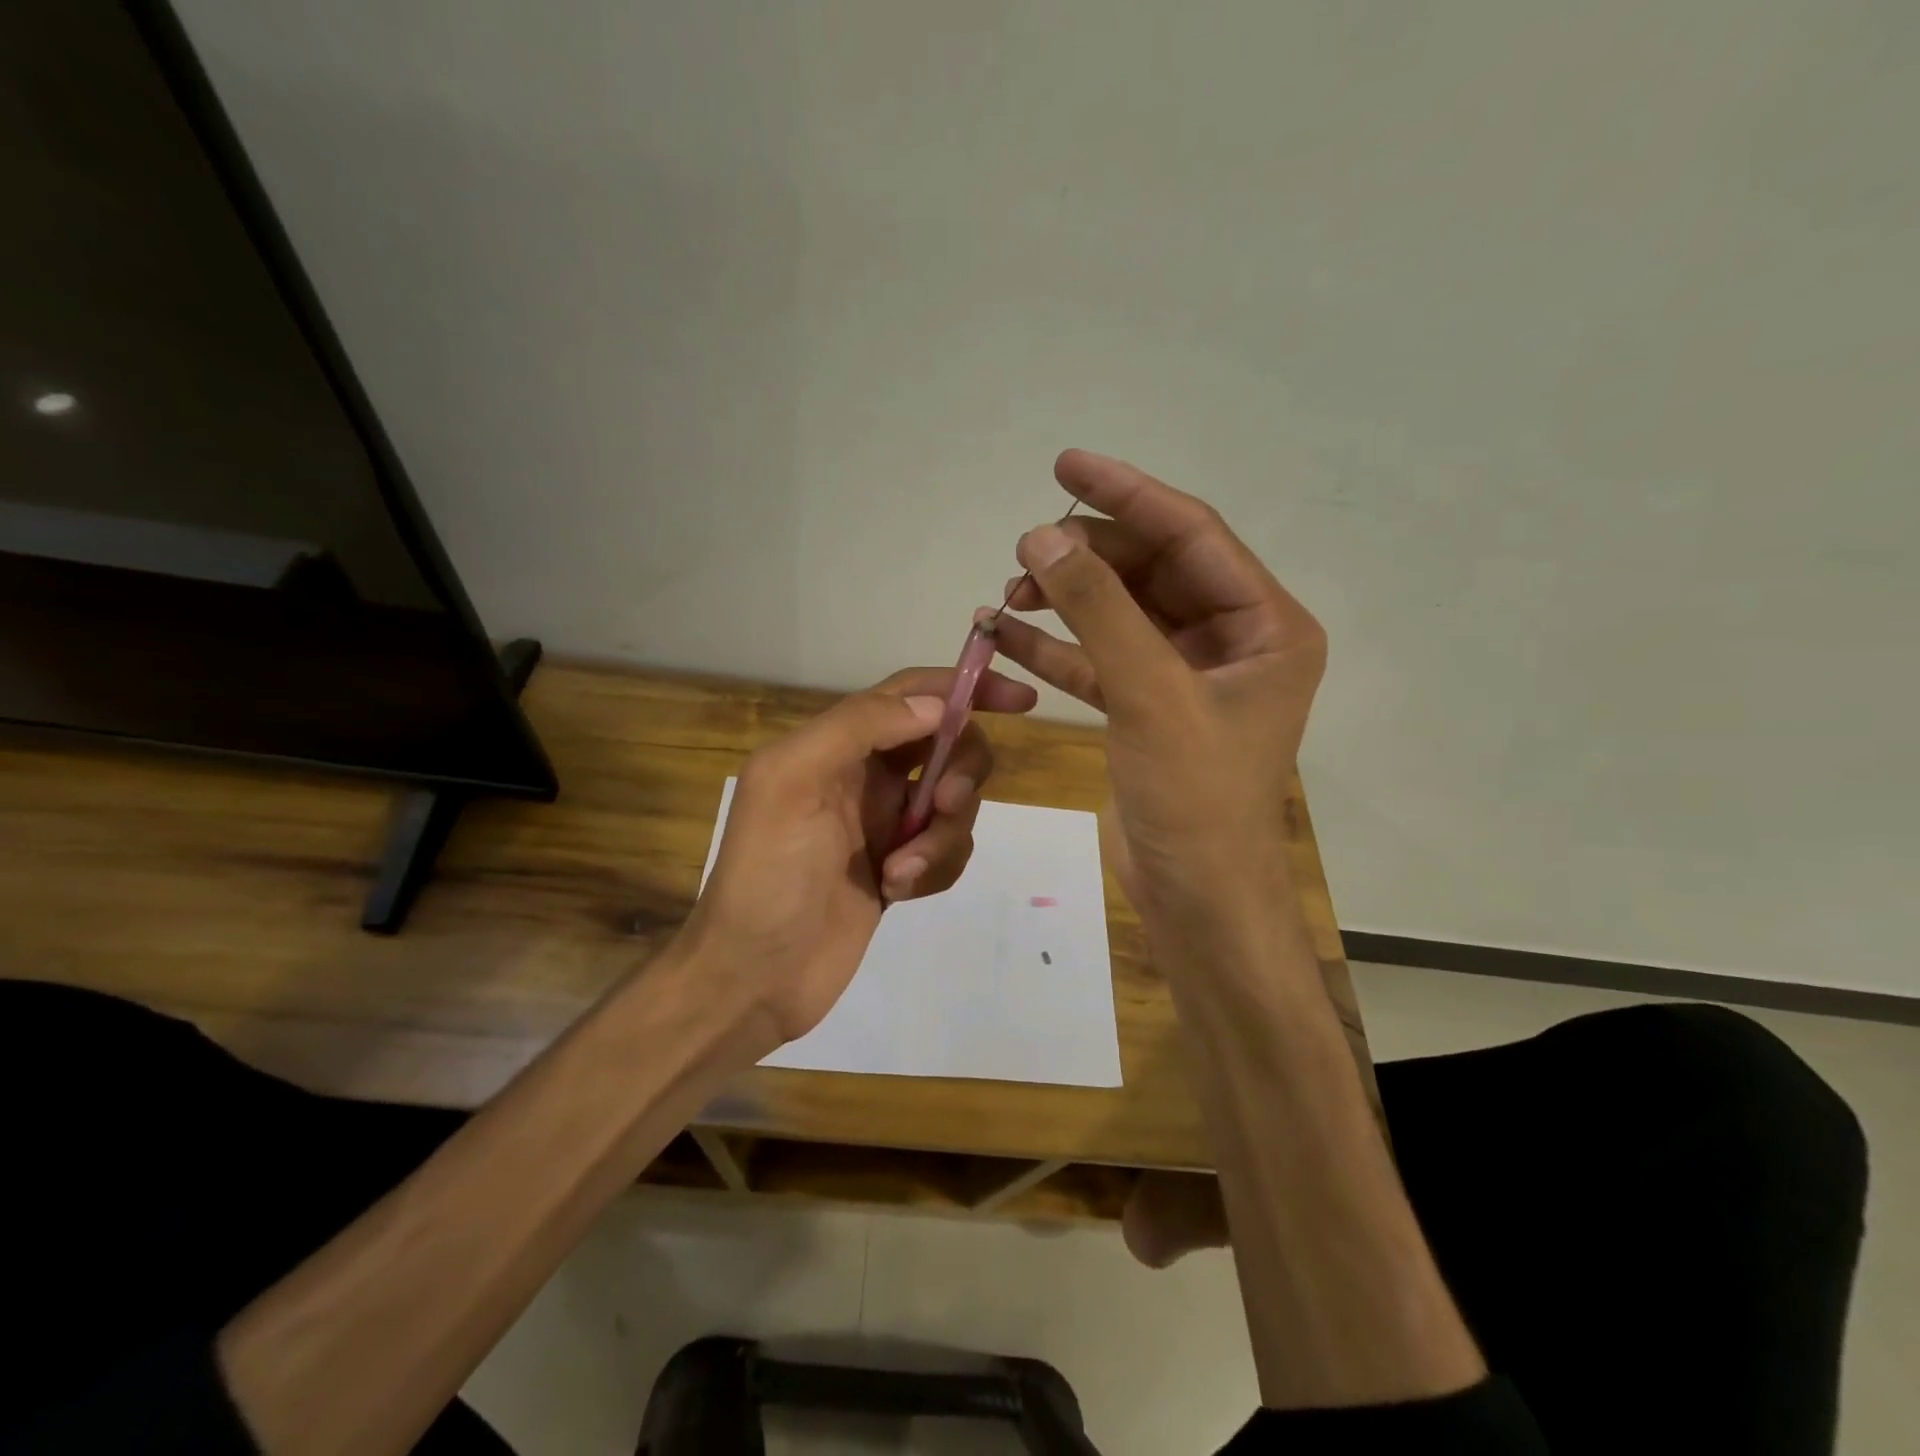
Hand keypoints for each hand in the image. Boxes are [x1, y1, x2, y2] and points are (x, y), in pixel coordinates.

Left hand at [687, 666, 1036, 1044]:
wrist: (755, 975)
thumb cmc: (767, 873)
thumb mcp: (793, 781)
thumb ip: (859, 726)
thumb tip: (935, 705)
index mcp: (837, 744)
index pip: (913, 695)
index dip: (967, 688)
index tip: (1022, 699)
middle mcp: (867, 776)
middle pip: (949, 746)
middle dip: (961, 771)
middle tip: (945, 804)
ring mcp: (887, 825)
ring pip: (956, 803)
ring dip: (942, 835)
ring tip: (900, 872)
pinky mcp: (902, 869)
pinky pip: (948, 851)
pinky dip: (936, 868)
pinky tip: (897, 891)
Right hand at [990, 449, 1325, 920]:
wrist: (1194, 898)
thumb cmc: (1195, 799)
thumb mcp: (1150, 694)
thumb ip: (1098, 610)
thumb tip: (1042, 534)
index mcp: (1266, 625)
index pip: (1192, 535)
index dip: (1128, 494)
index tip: (1066, 463)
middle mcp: (1232, 640)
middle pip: (1152, 570)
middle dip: (1086, 557)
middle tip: (1024, 552)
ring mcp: (1186, 675)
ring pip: (1119, 614)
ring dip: (1064, 600)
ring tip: (1007, 591)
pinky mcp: (1147, 708)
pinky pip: (1099, 659)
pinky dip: (1055, 647)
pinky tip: (1003, 634)